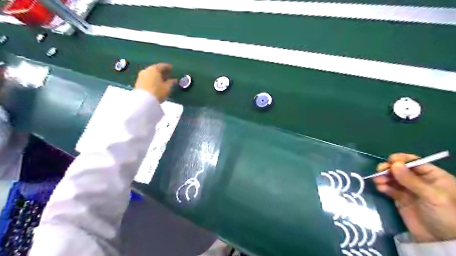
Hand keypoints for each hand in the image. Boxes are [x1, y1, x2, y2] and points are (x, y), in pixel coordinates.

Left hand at [134, 62, 175, 101]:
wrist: (143, 101)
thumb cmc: (157, 92)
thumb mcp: (167, 88)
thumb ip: (171, 82)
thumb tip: (174, 80)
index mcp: (154, 69)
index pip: (162, 66)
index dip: (168, 67)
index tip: (172, 68)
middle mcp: (146, 70)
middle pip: (155, 69)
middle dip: (162, 71)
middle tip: (168, 74)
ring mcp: (141, 76)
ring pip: (150, 74)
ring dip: (156, 76)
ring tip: (162, 80)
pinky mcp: (138, 82)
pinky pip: (147, 78)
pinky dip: (152, 79)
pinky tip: (156, 84)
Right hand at [376, 153, 455, 242]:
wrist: (441, 240)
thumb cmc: (445, 214)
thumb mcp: (432, 196)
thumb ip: (411, 180)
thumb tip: (394, 164)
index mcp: (433, 176)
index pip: (415, 162)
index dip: (402, 160)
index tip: (391, 161)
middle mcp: (419, 181)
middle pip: (401, 169)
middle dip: (389, 168)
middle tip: (380, 170)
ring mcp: (409, 190)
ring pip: (392, 178)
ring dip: (383, 177)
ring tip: (378, 181)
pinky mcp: (400, 199)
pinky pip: (389, 188)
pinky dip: (383, 186)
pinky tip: (380, 188)